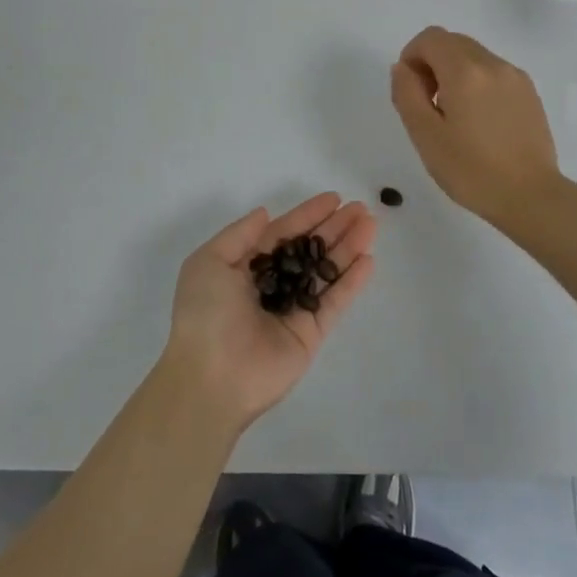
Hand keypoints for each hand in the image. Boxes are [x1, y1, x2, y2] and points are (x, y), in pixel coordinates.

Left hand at [163, 193, 376, 433]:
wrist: (210, 378)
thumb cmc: (205, 313)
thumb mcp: (209, 262)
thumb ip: (240, 234)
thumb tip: (265, 213)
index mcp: (245, 267)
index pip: (283, 233)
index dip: (308, 214)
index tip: (335, 198)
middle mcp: (272, 285)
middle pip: (310, 249)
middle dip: (335, 228)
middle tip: (362, 209)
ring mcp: (293, 309)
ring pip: (326, 271)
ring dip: (349, 248)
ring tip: (371, 225)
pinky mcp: (310, 333)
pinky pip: (334, 302)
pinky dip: (351, 282)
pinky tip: (368, 260)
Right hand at [390, 26, 562, 228]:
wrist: (531, 197)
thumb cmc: (471, 170)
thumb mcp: (425, 135)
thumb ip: (407, 93)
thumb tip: (403, 68)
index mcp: (465, 71)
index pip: (430, 38)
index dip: (412, 56)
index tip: (411, 90)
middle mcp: (493, 64)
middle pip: (453, 42)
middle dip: (432, 63)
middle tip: (428, 104)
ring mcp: (515, 77)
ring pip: (474, 56)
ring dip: (455, 73)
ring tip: (454, 116)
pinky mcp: (529, 92)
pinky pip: (494, 72)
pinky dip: (477, 83)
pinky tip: (479, 121)